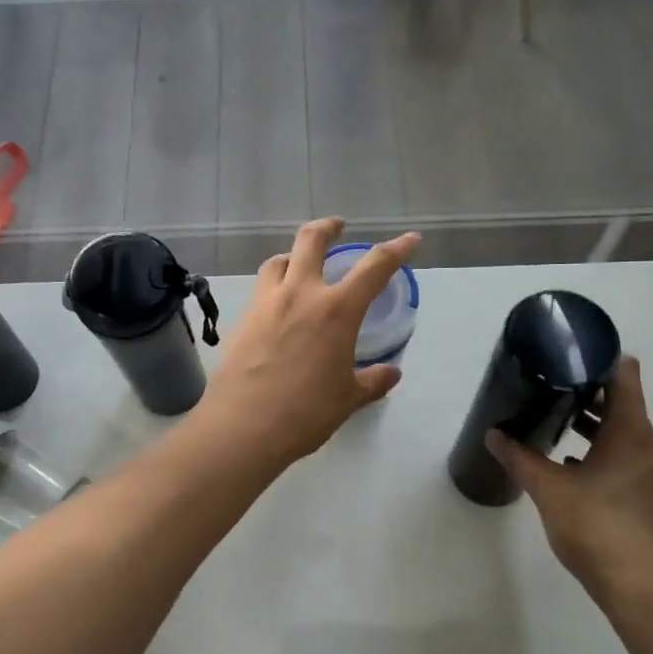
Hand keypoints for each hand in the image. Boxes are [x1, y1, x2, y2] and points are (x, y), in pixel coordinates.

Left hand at [197, 218, 418, 468]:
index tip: (410, 240)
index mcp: (336, 310)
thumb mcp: (347, 398)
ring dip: (293, 256)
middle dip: (328, 227)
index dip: (397, 249)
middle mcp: (300, 294)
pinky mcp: (242, 319)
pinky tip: (277, 308)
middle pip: (311, 239)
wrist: (243, 426)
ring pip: (278, 260)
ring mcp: (266, 303)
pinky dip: (274, 286)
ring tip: (299, 266)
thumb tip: (392, 373)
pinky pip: (261, 289)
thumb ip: (372, 381)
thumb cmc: (305, 413)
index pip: (375, 267)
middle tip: (337, 227)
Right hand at [488, 357, 652, 607]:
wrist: (648, 594)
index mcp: (632, 433)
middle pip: (621, 405)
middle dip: (586, 393)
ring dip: (592, 427)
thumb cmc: (600, 530)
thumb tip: (493, 434)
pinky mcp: (650, 502)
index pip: (624, 376)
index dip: (599, 359)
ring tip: (553, 422)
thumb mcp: (550, 490)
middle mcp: (649, 447)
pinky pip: (624, 461)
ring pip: (622, 436)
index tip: (568, 352)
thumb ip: (520, 459)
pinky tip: (569, 469)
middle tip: (548, 385)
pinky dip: (599, 455)